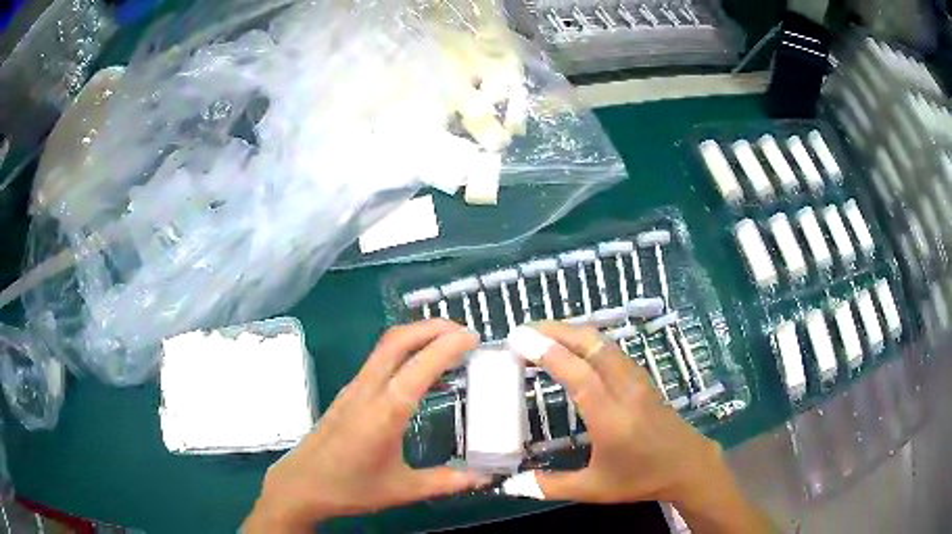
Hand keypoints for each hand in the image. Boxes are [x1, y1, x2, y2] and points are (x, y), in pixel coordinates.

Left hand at [244, 320, 486, 532]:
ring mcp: (354, 387)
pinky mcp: (348, 392)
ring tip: (447, 344)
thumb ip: (447, 481)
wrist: (302, 484)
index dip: (449, 346)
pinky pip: (378, 359)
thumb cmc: (351, 487)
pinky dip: (404, 350)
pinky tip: (417, 369)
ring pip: (386, 346)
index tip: (474, 337)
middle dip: (432, 327)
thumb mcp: (403, 489)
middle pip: (398, 340)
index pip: (420, 366)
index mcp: (385, 411)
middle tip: (464, 332)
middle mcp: (368, 389)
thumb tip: (485, 477)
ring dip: (417, 335)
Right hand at [508, 323, 769, 532]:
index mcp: (612, 420)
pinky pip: (613, 350)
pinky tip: (575, 346)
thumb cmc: (640, 479)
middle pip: (593, 347)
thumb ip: (550, 486)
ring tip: (542, 333)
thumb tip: (510, 485)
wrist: (687, 466)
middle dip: (557, 331)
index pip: (580, 376)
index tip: (519, 340)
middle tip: (524, 330)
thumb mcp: (593, 489)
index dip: (549, 354)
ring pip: (605, 344)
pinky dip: (588, 341)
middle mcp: (626, 392)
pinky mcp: (643, 379)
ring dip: (573, 332)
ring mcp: (638, 381)